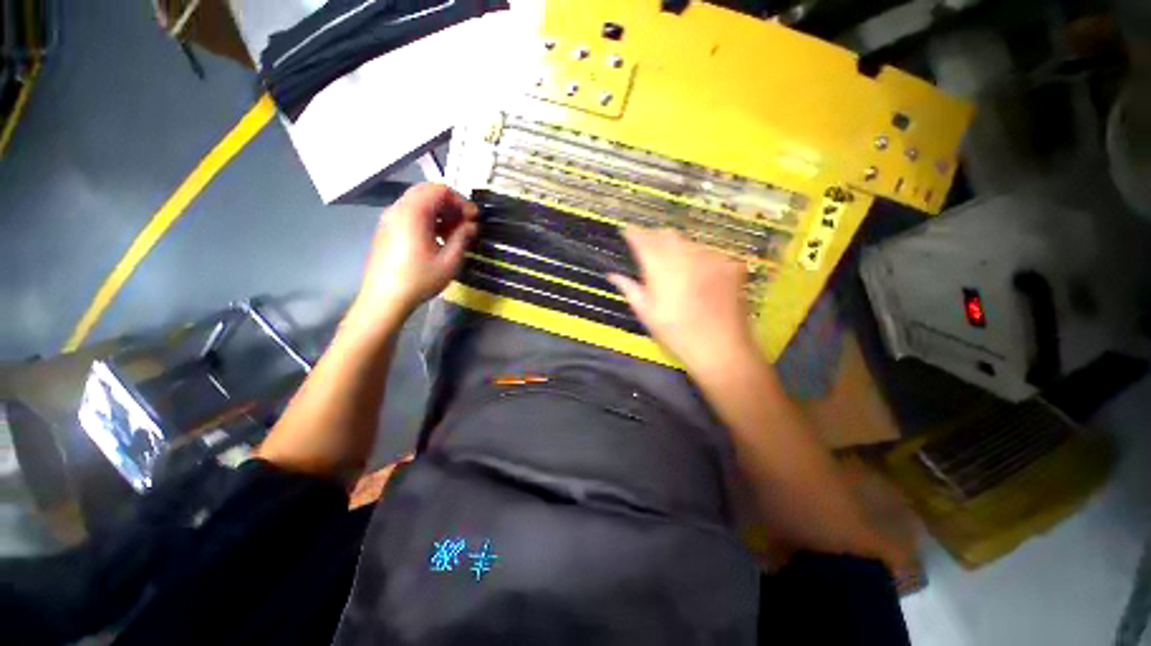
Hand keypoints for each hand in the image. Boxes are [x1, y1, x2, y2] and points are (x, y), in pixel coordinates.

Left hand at [352, 183, 477, 324]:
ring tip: (454, 233)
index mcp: (413, 212)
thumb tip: (472, 225)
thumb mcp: (450, 260)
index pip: (440, 189)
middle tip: (465, 224)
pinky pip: (410, 213)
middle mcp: (398, 209)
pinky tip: (437, 239)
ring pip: (418, 202)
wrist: (385, 298)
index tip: (473, 219)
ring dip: (440, 212)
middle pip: (428, 192)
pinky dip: (427, 219)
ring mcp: (390, 218)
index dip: (461, 201)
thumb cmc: (420, 279)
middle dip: (451, 205)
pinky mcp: (387, 229)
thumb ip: (462, 237)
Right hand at [607, 227, 755, 370]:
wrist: (720, 347)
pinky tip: (699, 274)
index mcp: (659, 266)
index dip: (633, 234)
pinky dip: (699, 258)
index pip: (642, 239)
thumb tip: (612, 275)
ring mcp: (710, 257)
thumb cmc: (675, 333)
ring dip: (677, 247)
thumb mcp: (646, 313)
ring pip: (688, 242)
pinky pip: (709, 253)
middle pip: (666, 235)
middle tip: (649, 250)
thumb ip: (629, 288)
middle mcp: (685, 254)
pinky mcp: (730, 264)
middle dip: (654, 237)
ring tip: (675, 265)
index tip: (627, 233)